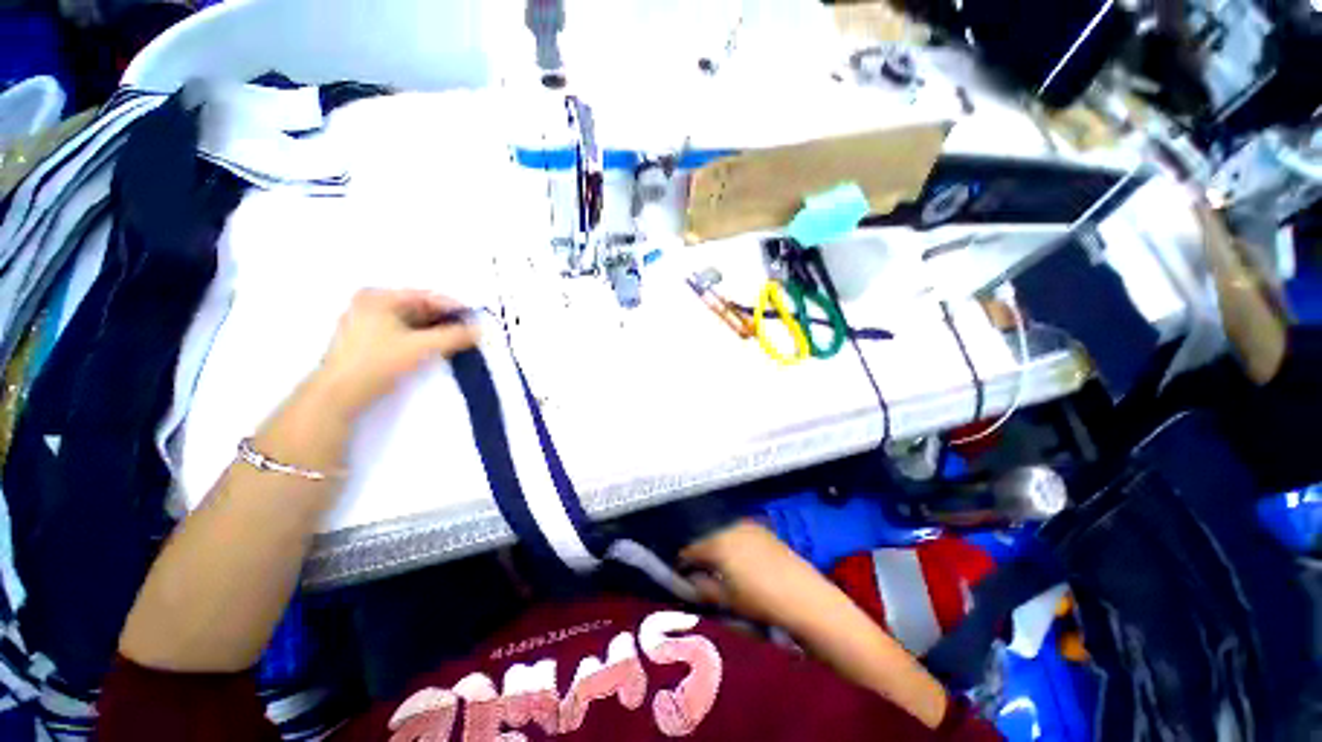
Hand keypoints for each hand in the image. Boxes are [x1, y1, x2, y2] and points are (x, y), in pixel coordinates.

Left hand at [312, 289, 479, 416]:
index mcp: (379, 297)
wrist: (338, 395)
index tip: (477, 320)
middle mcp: (371, 303)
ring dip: (436, 331)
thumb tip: (480, 329)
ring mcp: (367, 322)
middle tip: (470, 333)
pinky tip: (438, 349)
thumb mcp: (422, 347)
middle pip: (419, 308)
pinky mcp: (368, 340)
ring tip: (458, 342)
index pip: (427, 296)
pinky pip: (403, 332)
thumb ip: (454, 336)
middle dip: (446, 321)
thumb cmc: (378, 362)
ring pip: (412, 321)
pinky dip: (422, 338)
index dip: (455, 307)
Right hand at [680, 520, 814, 627]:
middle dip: (700, 550)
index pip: (690, 548)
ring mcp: (748, 526)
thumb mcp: (727, 599)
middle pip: (706, 535)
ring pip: (722, 530)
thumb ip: (703, 587)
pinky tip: (738, 555)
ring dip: (716, 543)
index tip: (680, 573)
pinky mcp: (763, 529)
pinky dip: (732, 540)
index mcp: (717, 543)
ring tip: (718, 562)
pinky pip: (738, 530)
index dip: (682, 561)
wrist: (803, 596)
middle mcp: (729, 527)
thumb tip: (688, 580)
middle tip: (699, 568)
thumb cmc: (760, 601)